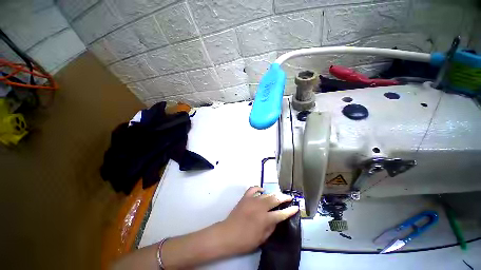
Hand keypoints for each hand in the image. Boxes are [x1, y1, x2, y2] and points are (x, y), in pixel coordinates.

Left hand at [218, 186, 298, 254]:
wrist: (228, 234)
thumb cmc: (245, 240)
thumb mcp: (261, 239)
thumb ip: (271, 227)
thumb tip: (277, 219)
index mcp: (265, 219)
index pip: (281, 214)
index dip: (290, 211)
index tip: (296, 207)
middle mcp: (260, 207)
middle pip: (275, 199)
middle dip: (284, 198)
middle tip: (289, 197)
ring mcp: (252, 200)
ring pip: (266, 194)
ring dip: (273, 194)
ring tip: (278, 195)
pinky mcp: (245, 198)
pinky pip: (253, 189)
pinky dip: (258, 188)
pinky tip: (262, 190)